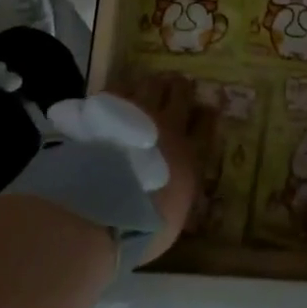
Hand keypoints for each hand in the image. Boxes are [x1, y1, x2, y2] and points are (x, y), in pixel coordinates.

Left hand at [123, 72, 213, 265]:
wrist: (98, 207)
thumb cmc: (141, 225)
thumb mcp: (172, 220)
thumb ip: (179, 196)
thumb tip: (180, 192)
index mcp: (187, 155)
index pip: (205, 126)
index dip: (208, 114)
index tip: (208, 107)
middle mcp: (166, 127)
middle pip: (179, 95)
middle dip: (181, 87)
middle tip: (179, 83)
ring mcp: (134, 114)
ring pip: (150, 85)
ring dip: (153, 83)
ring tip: (150, 82)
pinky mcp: (105, 109)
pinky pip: (119, 90)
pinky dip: (123, 89)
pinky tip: (119, 93)